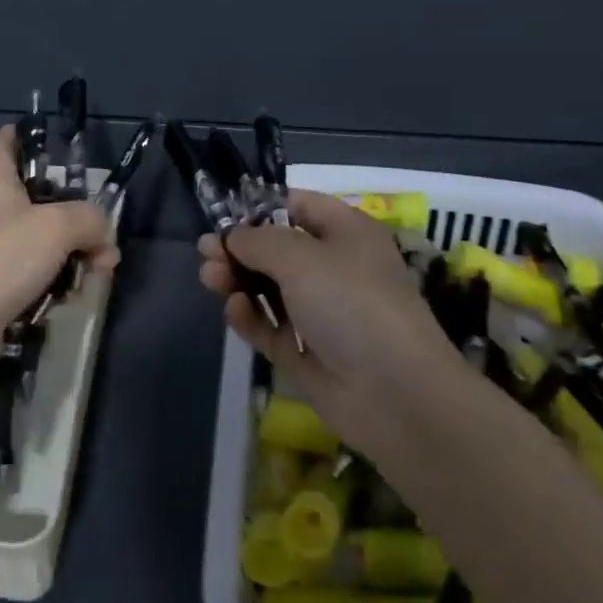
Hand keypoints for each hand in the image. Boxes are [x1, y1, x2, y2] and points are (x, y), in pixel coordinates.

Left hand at [0, 125, 117, 388]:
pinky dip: (56, 281)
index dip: (33, 135)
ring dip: (74, 253)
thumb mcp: (57, 227)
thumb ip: (90, 219)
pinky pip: (34, 273)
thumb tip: (103, 235)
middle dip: (76, 213)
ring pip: (41, 238)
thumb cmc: (0, 260)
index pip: (6, 140)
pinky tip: (73, 297)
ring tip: (99, 271)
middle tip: (101, 231)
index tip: (66, 148)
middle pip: (38, 195)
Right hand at [198, 189, 464, 453]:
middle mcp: (334, 269)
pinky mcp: (307, 353)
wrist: (396, 395)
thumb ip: (257, 240)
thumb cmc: (351, 303)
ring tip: (210, 278)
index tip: (223, 217)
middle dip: (240, 248)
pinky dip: (251, 317)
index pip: (298, 207)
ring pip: (269, 289)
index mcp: (346, 233)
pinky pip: (271, 327)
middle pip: (277, 250)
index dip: (260, 208)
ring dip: (238, 281)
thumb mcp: (300, 257)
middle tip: (205, 253)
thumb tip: (231, 236)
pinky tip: (233, 309)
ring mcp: (321, 314)